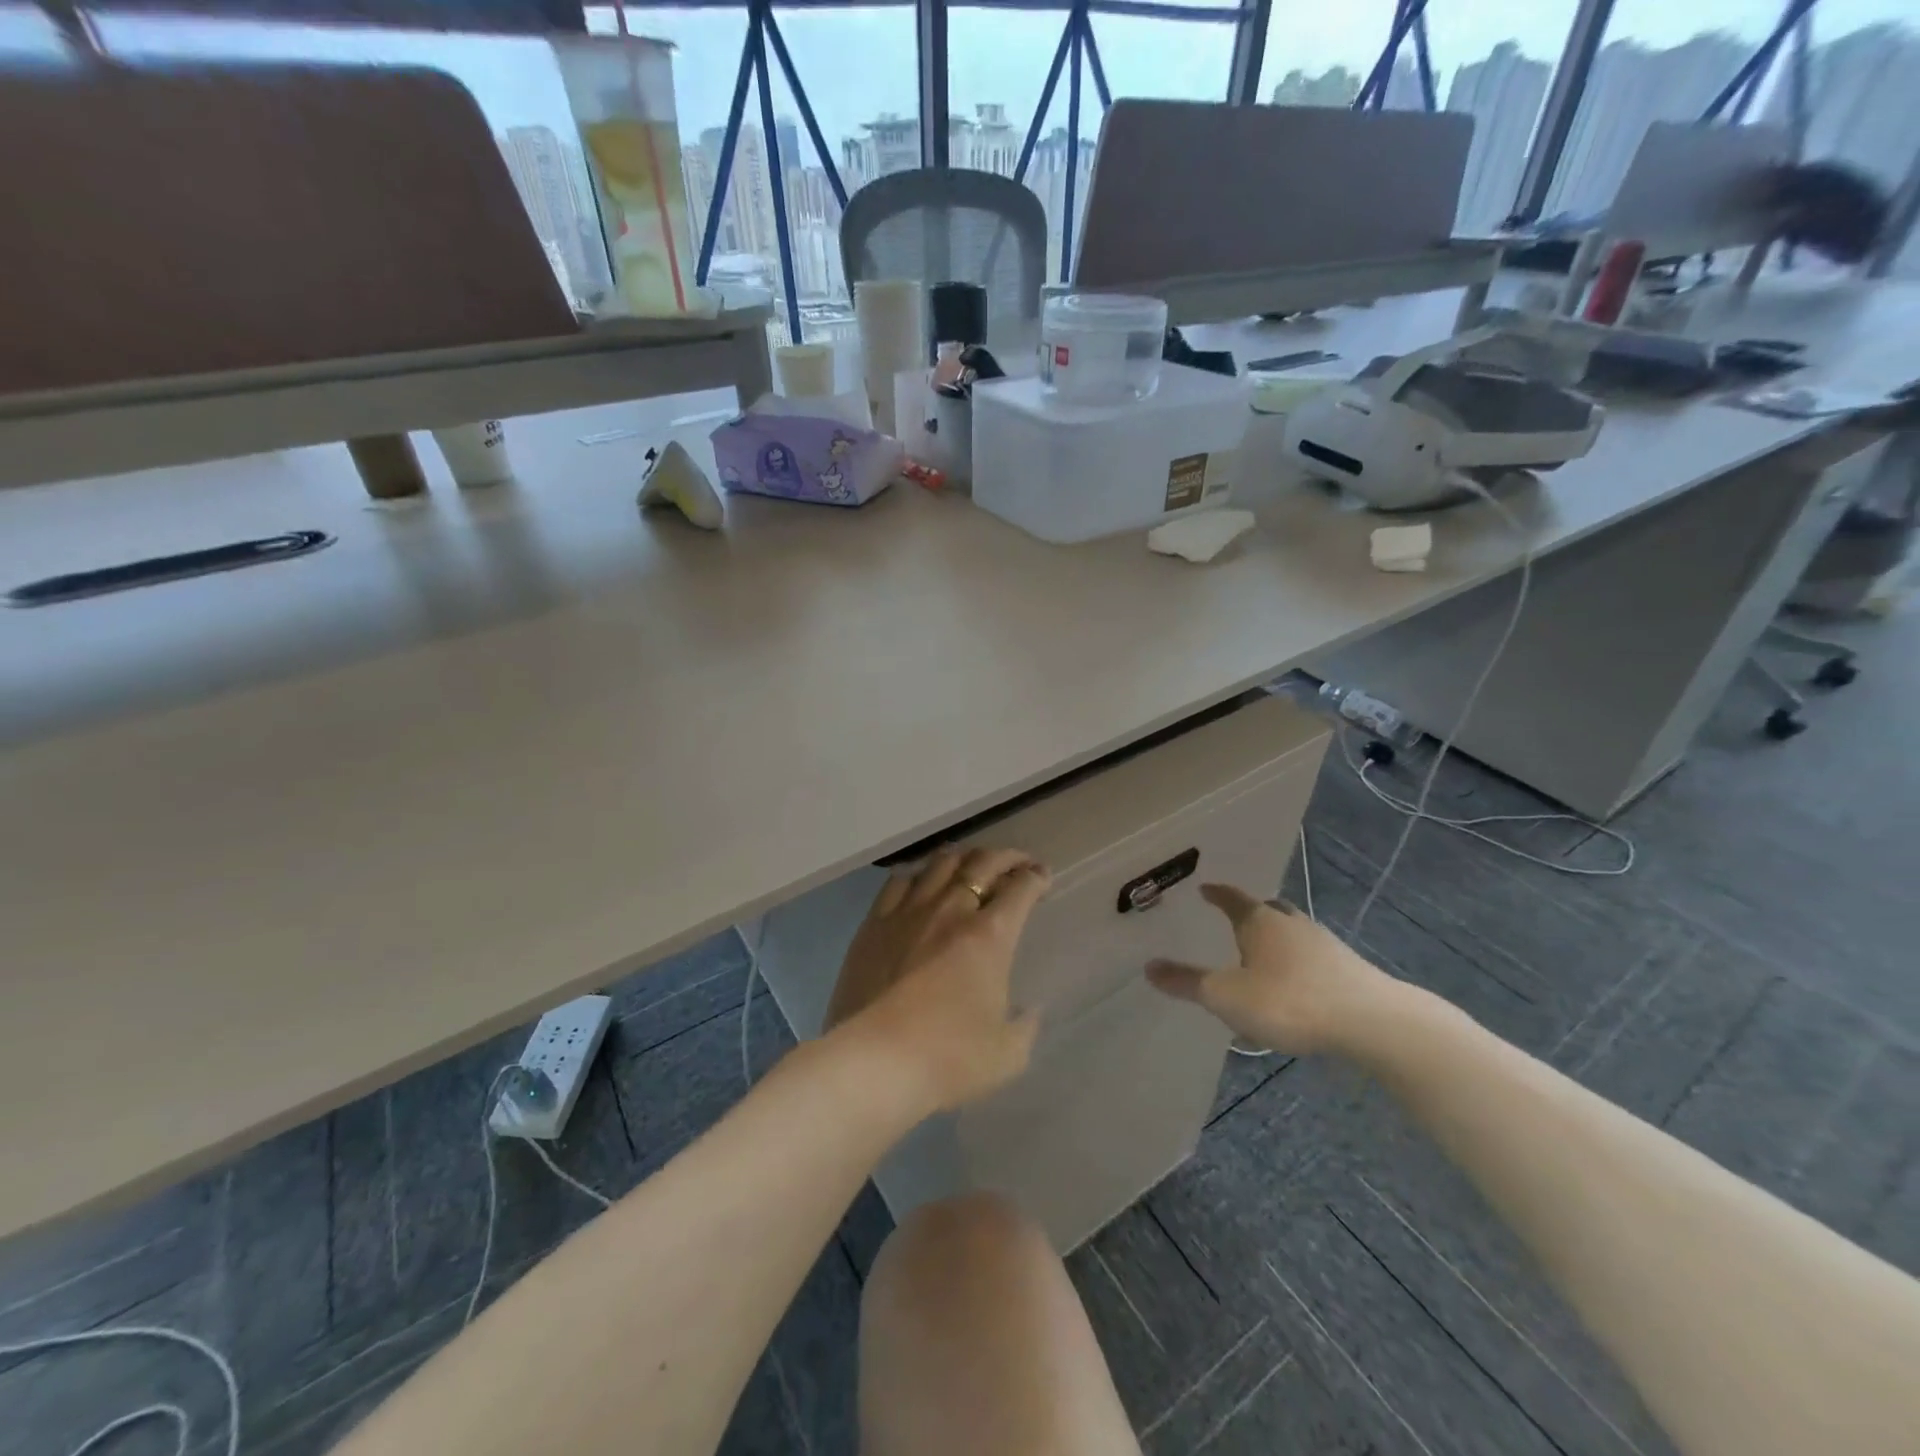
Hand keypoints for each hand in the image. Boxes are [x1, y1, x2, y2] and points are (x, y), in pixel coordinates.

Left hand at [825, 847, 1050, 1112]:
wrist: (875, 1061)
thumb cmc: (948, 1059)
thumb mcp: (1007, 1055)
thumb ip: (1024, 1027)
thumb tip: (1029, 1011)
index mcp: (989, 936)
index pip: (1020, 889)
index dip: (1036, 877)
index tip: (1042, 877)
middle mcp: (951, 910)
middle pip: (982, 863)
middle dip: (1007, 857)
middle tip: (1018, 863)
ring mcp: (908, 912)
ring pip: (940, 863)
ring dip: (964, 858)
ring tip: (971, 864)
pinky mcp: (874, 923)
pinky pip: (898, 882)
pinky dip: (918, 875)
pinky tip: (921, 882)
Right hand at [1145, 884, 1398, 1055]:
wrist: (1372, 1022)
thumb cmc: (1289, 1000)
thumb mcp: (1227, 996)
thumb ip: (1187, 983)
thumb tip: (1148, 968)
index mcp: (1259, 921)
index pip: (1232, 898)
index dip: (1217, 894)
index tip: (1205, 889)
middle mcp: (1291, 923)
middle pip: (1268, 910)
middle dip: (1251, 914)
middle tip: (1235, 923)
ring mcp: (1324, 944)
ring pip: (1292, 933)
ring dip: (1276, 941)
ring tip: (1262, 959)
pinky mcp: (1348, 969)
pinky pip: (1312, 958)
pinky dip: (1297, 965)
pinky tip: (1295, 988)